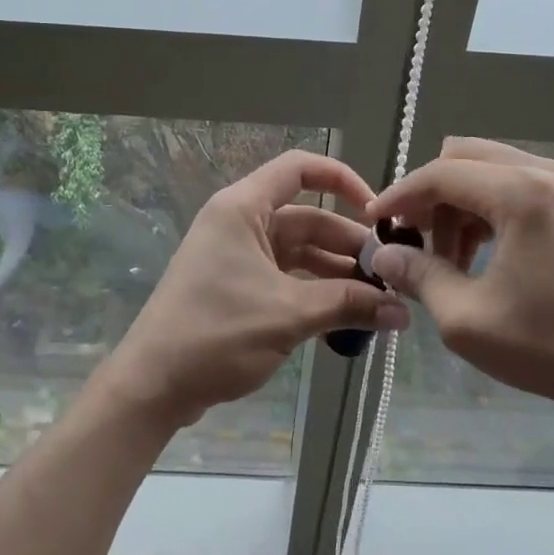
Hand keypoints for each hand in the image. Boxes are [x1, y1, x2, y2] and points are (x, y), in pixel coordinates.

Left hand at [104, 150, 409, 427]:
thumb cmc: (216, 333)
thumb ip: (348, 305)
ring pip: (300, 252)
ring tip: (379, 302)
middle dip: (349, 245)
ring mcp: (238, 255)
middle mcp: (241, 223)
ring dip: (337, 274)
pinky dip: (316, 293)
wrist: (152, 385)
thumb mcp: (288, 315)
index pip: (299, 168)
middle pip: (307, 218)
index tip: (376, 212)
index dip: (342, 179)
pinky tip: (347, 317)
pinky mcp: (238, 286)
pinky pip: (287, 277)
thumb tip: (401, 312)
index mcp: (243, 208)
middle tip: (391, 276)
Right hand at [365, 139, 553, 425]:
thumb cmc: (548, 347)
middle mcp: (547, 172)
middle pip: (464, 158)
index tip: (373, 222)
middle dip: (430, 195)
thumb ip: (418, 274)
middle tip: (413, 239)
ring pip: (489, 169)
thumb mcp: (466, 318)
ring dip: (459, 204)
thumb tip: (382, 252)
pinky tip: (481, 254)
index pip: (441, 174)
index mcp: (522, 193)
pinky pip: (516, 184)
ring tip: (449, 259)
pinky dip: (487, 209)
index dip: (400, 195)